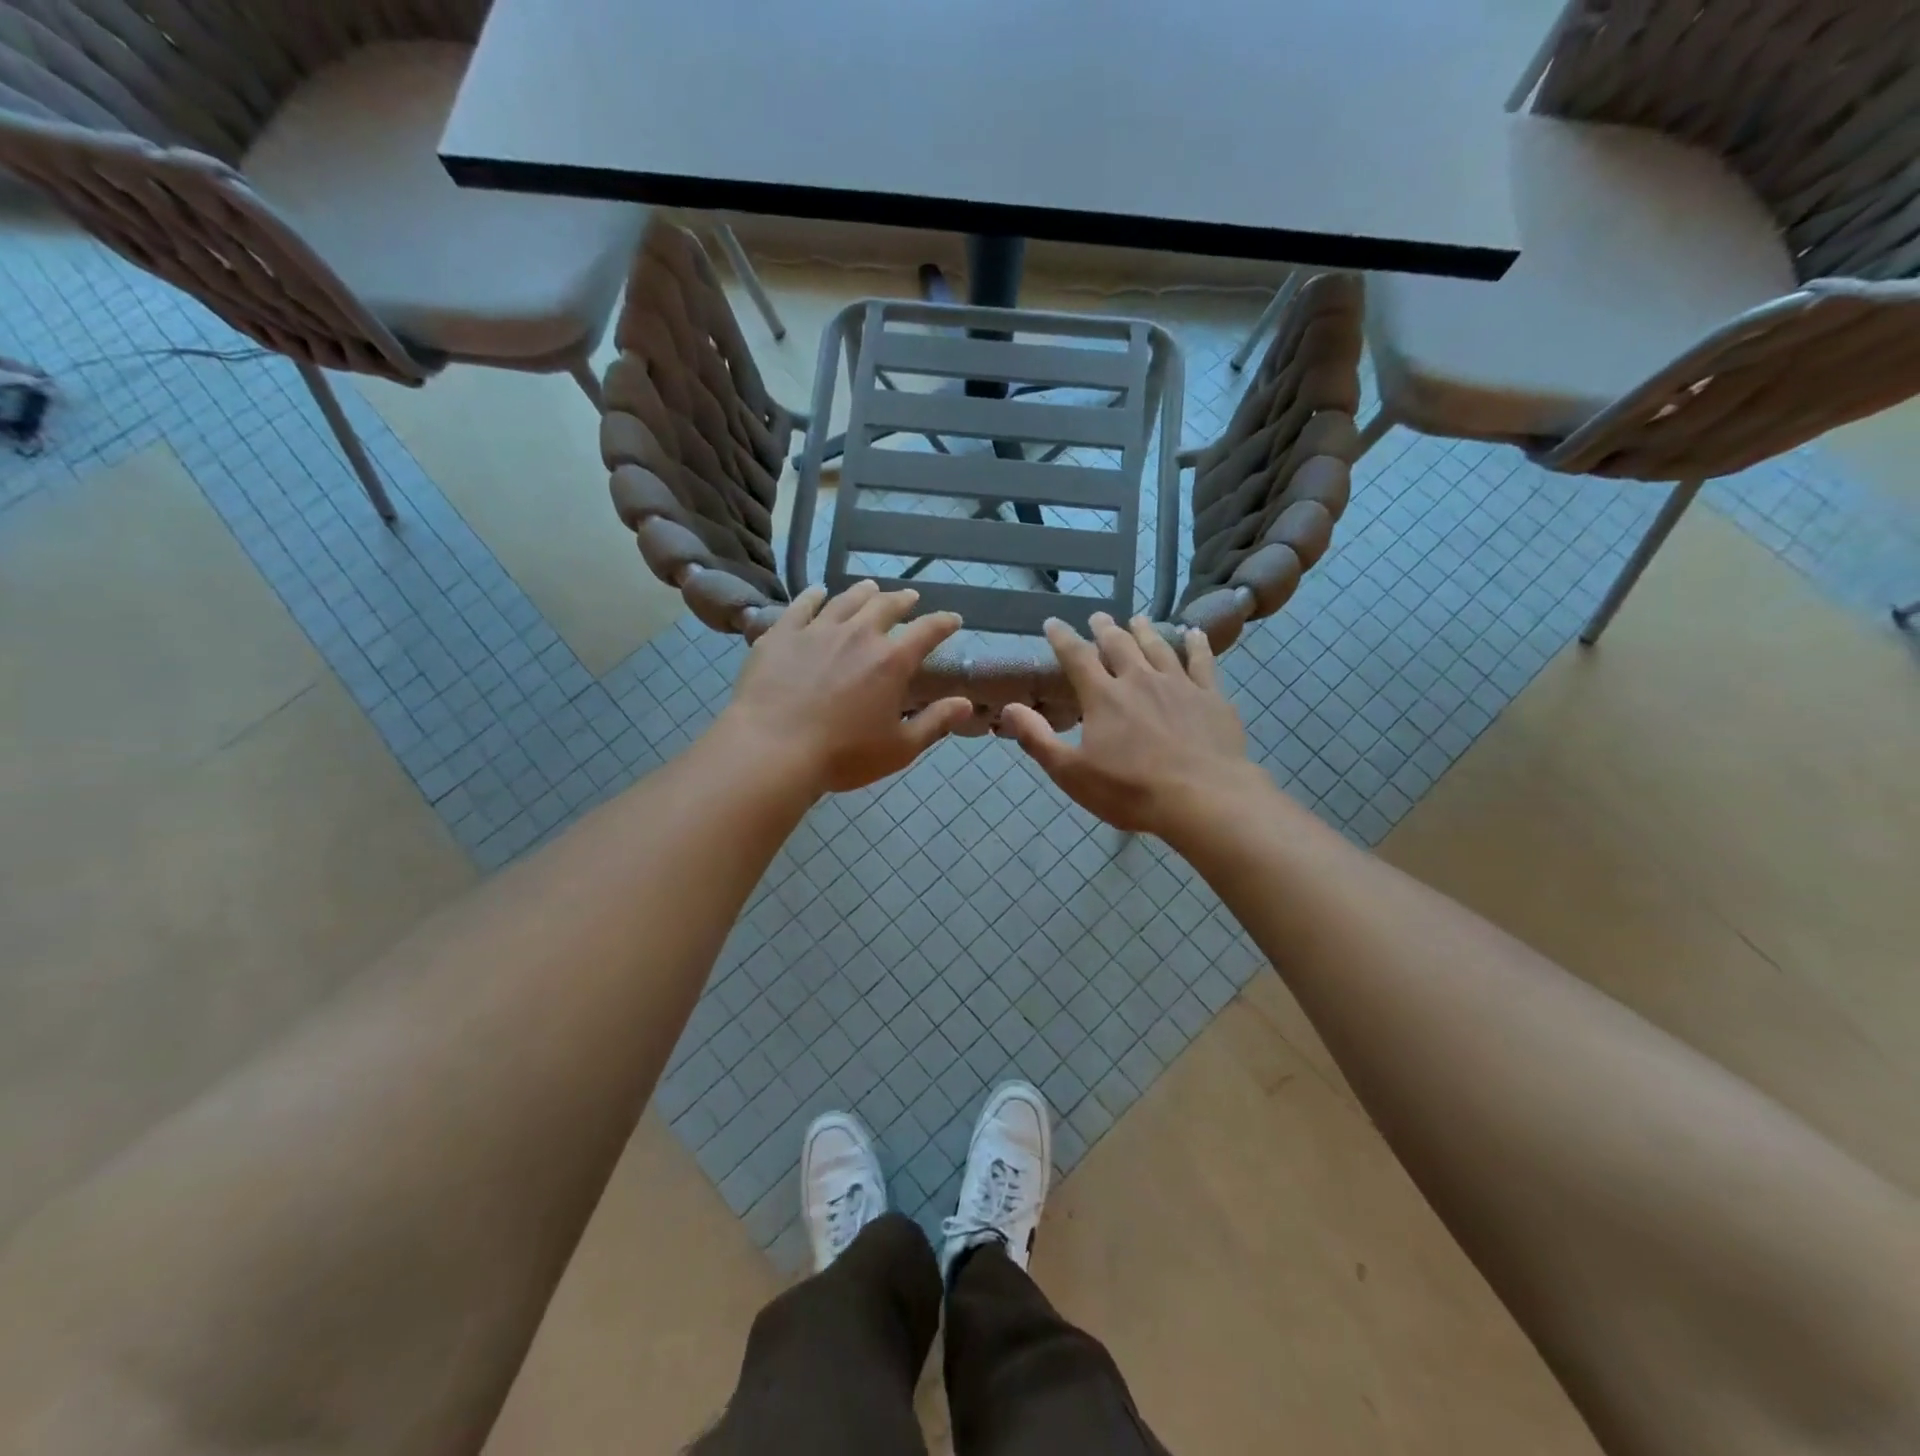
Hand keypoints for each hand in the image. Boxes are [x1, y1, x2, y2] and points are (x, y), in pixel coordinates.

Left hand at [720, 580, 972, 795]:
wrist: (772, 749)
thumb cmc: (842, 755)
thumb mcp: (899, 748)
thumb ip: (935, 722)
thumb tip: (966, 703)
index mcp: (891, 661)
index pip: (927, 631)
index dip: (944, 623)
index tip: (953, 619)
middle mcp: (858, 635)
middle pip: (885, 606)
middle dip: (902, 600)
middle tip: (909, 598)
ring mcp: (817, 630)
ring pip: (846, 600)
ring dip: (863, 592)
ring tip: (870, 588)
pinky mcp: (782, 634)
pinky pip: (802, 605)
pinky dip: (814, 595)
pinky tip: (818, 591)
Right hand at [999, 612, 1268, 839]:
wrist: (1202, 799)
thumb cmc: (1130, 790)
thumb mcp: (1072, 773)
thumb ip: (1038, 739)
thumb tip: (1009, 708)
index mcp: (1103, 697)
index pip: (1076, 657)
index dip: (1062, 638)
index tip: (1052, 623)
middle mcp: (1139, 680)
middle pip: (1119, 645)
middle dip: (1105, 629)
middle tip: (1099, 617)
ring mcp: (1178, 685)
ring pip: (1158, 647)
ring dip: (1145, 631)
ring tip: (1137, 619)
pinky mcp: (1210, 697)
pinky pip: (1202, 662)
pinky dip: (1196, 645)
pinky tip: (1193, 634)